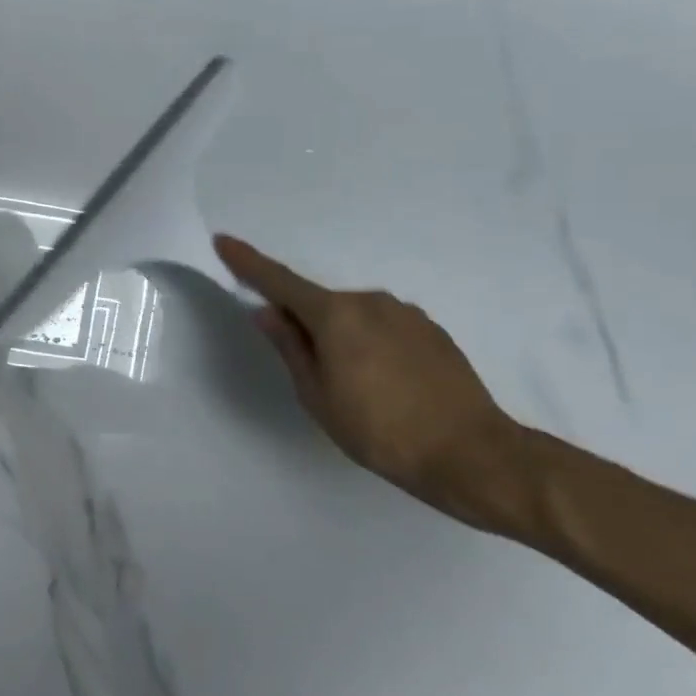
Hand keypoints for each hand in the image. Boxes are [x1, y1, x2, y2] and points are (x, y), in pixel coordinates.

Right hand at [214, 234, 520, 525]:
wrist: (471, 454)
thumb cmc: (379, 430)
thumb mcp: (317, 395)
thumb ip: (290, 347)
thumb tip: (267, 311)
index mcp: (336, 315)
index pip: (279, 281)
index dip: (248, 262)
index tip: (224, 241)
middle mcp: (370, 301)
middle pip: (319, 303)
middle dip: (304, 323)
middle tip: (309, 370)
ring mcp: (406, 313)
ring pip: (353, 316)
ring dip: (340, 336)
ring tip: (355, 386)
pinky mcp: (432, 330)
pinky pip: (383, 327)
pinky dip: (370, 343)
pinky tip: (385, 383)